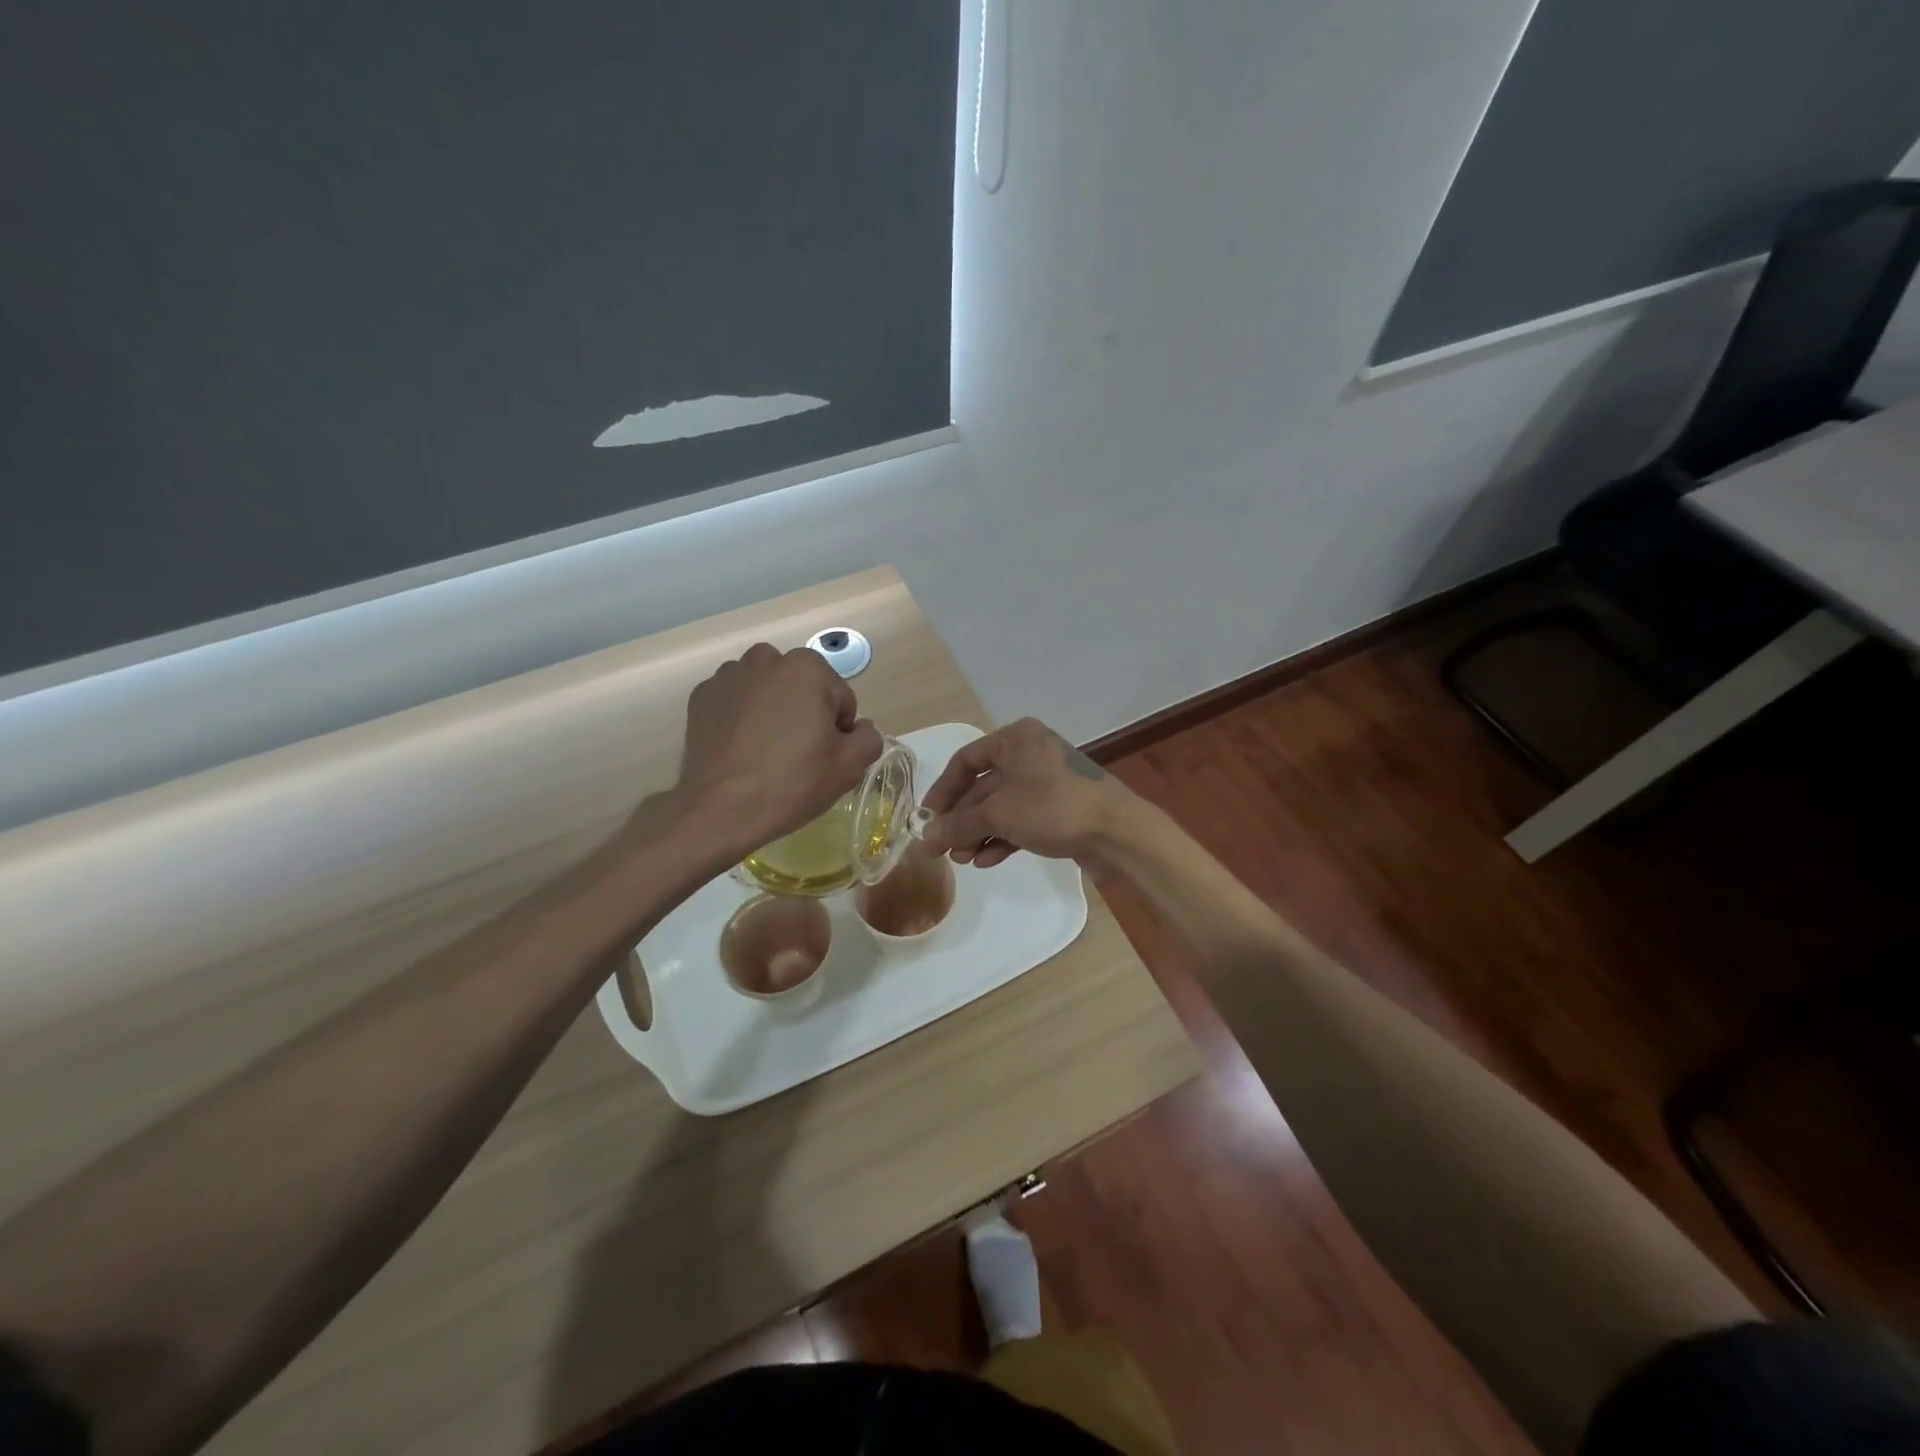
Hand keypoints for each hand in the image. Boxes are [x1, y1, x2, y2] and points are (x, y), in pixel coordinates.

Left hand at [671, 643, 883, 859]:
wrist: (721, 809)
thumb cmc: (793, 781)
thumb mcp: (850, 765)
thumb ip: (868, 737)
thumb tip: (859, 728)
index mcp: (807, 668)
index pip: (839, 698)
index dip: (838, 730)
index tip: (824, 756)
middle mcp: (766, 659)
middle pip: (801, 687)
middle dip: (804, 712)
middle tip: (798, 754)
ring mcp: (728, 676)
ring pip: (766, 690)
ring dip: (772, 710)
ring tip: (766, 751)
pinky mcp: (701, 697)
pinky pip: (735, 702)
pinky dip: (741, 717)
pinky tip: (740, 749)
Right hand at [919, 718, 1134, 868]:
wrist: (1118, 832)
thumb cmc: (1053, 807)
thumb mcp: (999, 814)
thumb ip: (958, 825)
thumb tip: (925, 838)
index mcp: (1015, 739)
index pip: (966, 760)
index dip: (943, 790)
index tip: (927, 818)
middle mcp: (1030, 754)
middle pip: (983, 786)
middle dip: (962, 819)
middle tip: (941, 848)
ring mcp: (1047, 782)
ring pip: (1002, 806)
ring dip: (979, 832)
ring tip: (962, 859)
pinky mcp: (1060, 808)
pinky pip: (1022, 820)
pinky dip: (1002, 838)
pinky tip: (986, 860)